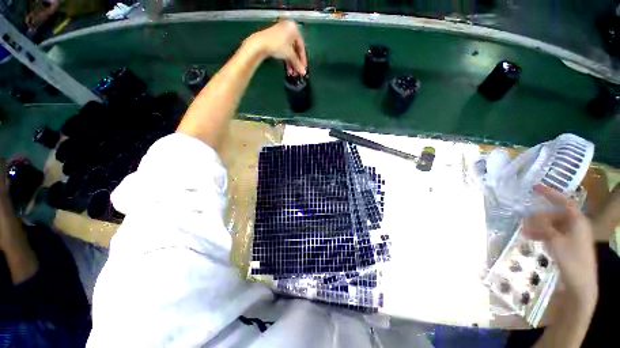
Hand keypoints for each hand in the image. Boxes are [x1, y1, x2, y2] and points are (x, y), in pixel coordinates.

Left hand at [244, 20, 307, 75]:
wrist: (260, 43)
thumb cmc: (277, 45)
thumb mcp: (289, 55)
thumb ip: (297, 64)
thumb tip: (303, 72)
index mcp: (294, 28)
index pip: (302, 46)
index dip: (303, 59)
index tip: (303, 69)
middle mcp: (288, 28)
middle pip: (295, 49)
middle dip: (296, 62)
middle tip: (297, 72)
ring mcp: (281, 33)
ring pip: (289, 50)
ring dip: (292, 63)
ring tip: (292, 73)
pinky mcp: (275, 38)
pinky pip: (284, 49)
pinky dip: (287, 58)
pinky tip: (288, 68)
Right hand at [523, 185, 597, 305]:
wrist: (580, 282)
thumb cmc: (571, 258)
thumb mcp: (555, 241)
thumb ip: (543, 226)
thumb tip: (531, 215)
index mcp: (577, 220)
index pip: (563, 201)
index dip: (550, 194)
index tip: (535, 188)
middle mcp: (576, 224)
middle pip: (555, 214)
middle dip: (539, 217)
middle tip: (524, 220)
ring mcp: (573, 235)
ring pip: (552, 225)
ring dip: (538, 227)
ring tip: (524, 231)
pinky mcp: (568, 244)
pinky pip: (553, 234)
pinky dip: (542, 234)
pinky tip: (531, 238)